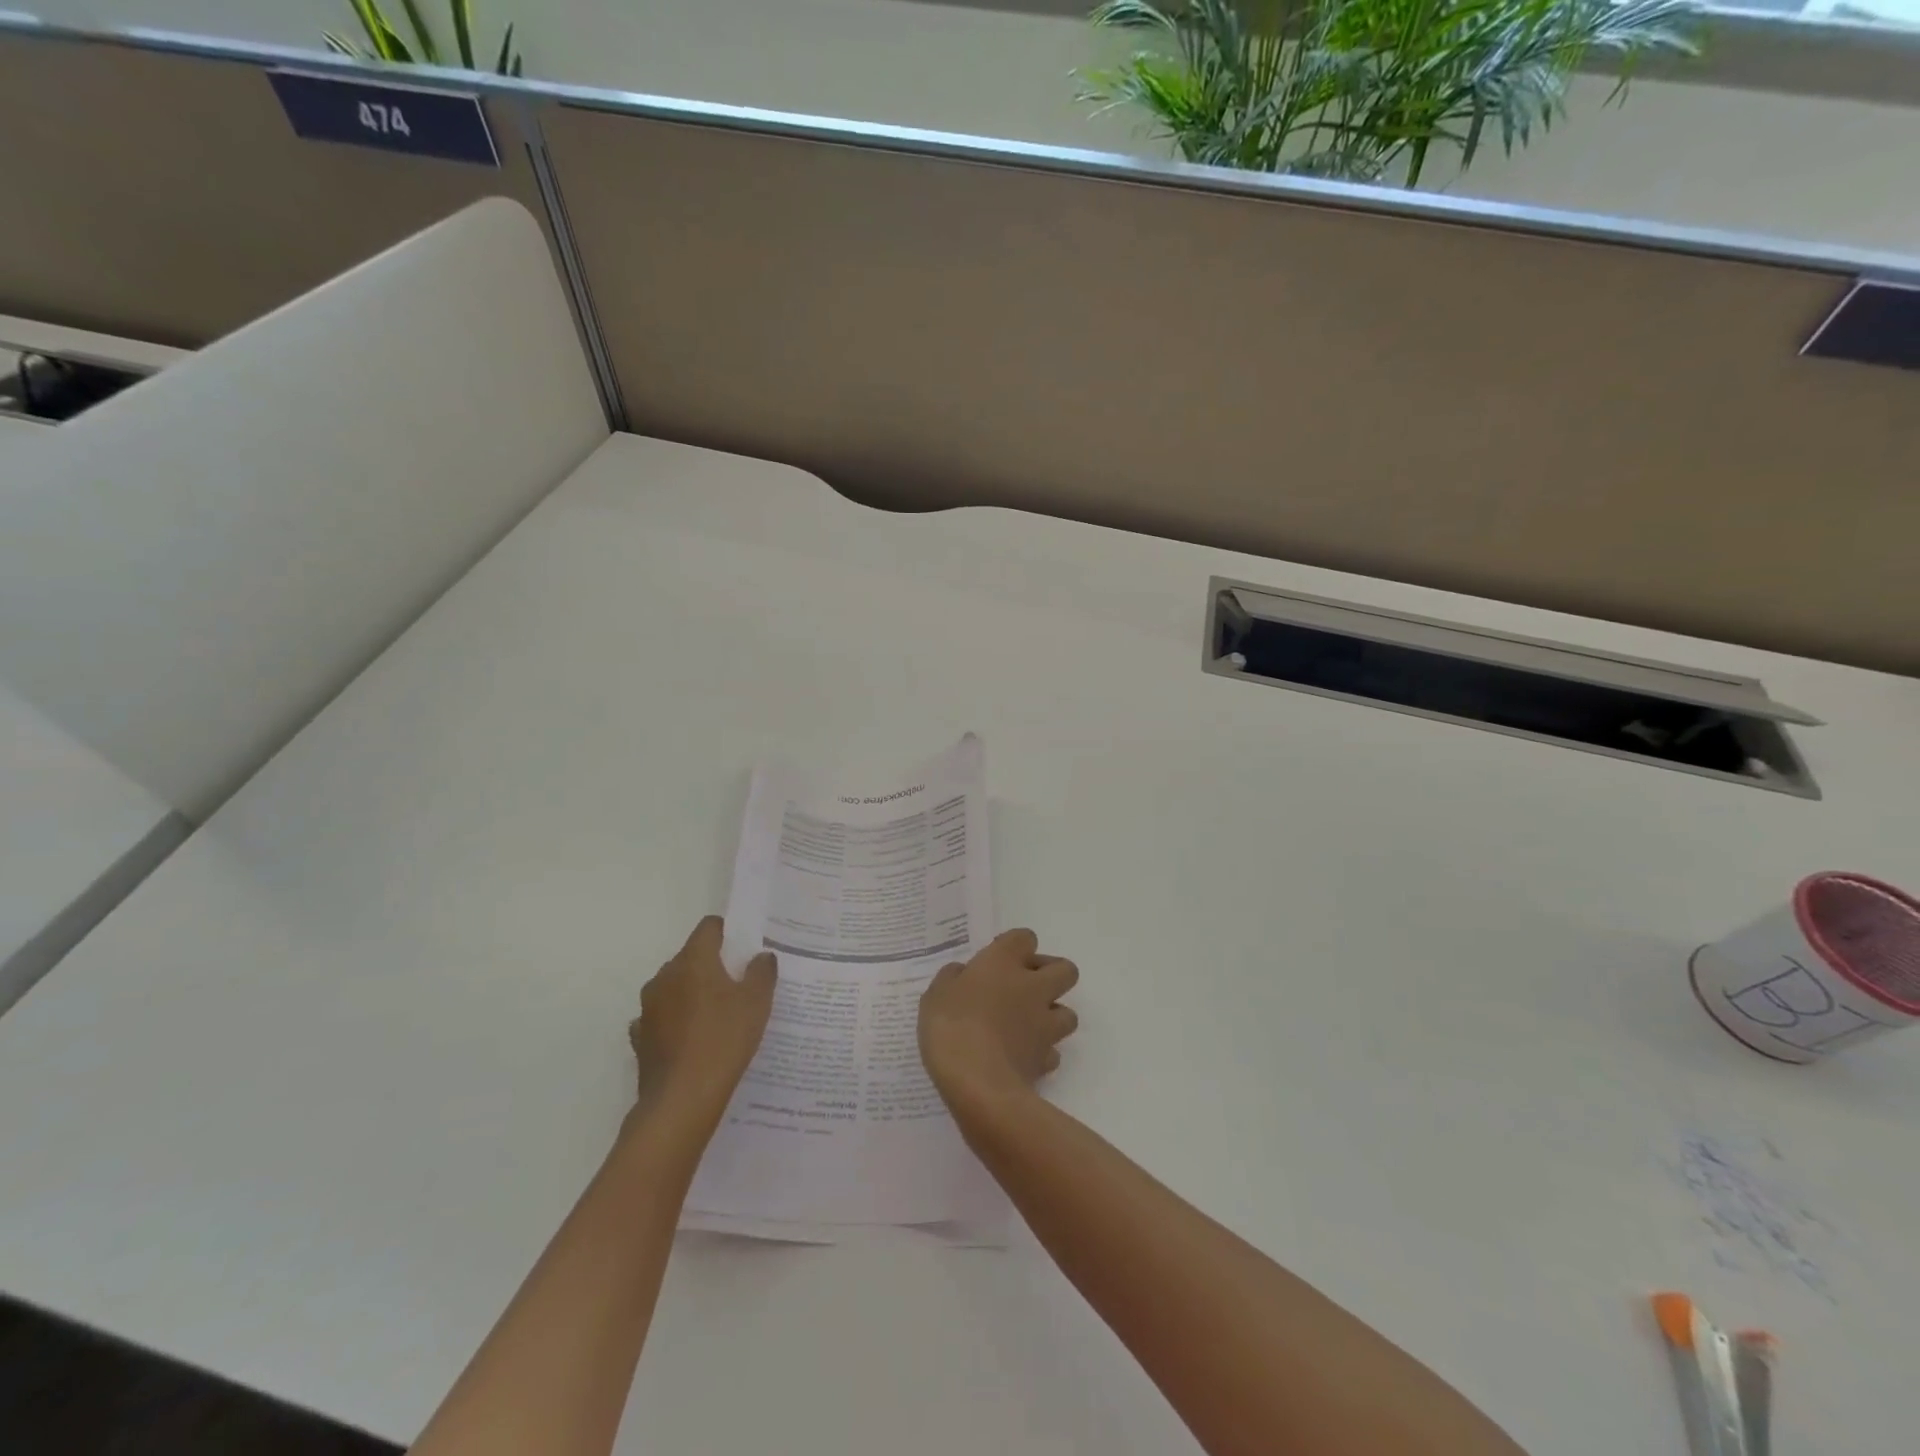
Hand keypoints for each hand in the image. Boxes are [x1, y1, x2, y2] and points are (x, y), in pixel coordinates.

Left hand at [628, 916, 776, 1118]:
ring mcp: (648, 1007)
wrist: (681, 1100)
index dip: (728, 932)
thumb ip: (762, 972)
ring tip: (717, 1015)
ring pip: (674, 987)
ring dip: (692, 993)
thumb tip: (761, 956)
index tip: (744, 948)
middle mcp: (665, 976)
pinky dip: (676, 1021)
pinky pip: (662, 1017)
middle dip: (712, 965)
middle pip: (691, 957)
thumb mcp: (757, 1003)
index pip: (709, 927)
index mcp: (693, 960)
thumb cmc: (724, 1039)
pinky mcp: (640, 1037)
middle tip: (738, 984)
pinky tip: (692, 1039)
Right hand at [919, 928, 1079, 1107]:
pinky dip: (1042, 1053)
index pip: (1025, 937)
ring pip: (1068, 1013)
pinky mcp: (1046, 1060)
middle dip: (1051, 975)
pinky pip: (1053, 1052)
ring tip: (1026, 1026)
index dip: (1014, 946)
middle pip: (1066, 969)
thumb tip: (962, 975)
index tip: (996, 960)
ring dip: (1052, 1016)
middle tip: (1024, 988)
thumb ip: (952, 978)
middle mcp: (1033, 987)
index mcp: (1004, 962)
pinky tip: (1021, 1058)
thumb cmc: (951, 1027)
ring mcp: (1044, 1025)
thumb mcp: (935, 995)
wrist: (978, 1084)